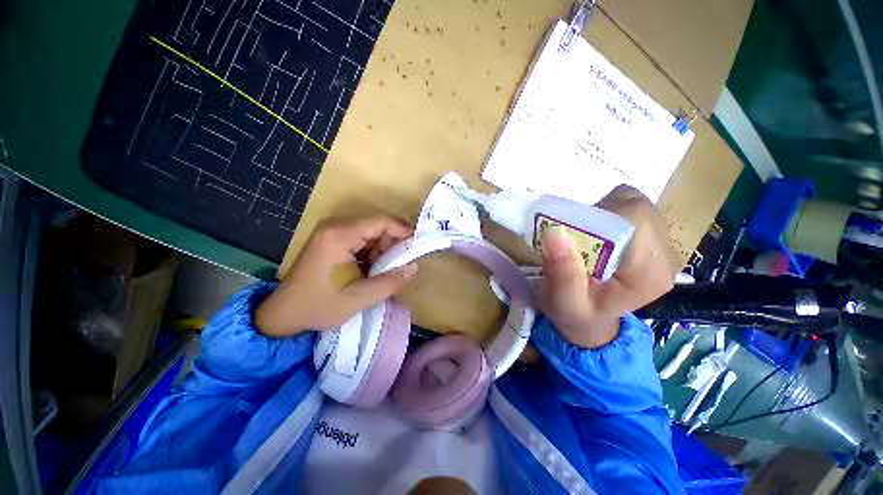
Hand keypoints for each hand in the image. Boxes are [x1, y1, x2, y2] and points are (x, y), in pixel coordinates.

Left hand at [256, 216, 417, 336]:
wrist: (283, 314)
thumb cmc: (318, 306)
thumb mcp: (359, 299)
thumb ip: (390, 282)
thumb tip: (414, 267)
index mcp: (339, 236)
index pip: (381, 222)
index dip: (403, 231)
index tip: (417, 246)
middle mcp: (335, 227)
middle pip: (377, 226)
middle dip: (392, 244)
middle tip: (398, 266)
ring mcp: (332, 232)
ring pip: (371, 233)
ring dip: (382, 251)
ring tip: (382, 272)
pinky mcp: (332, 240)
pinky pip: (362, 240)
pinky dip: (372, 253)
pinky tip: (370, 270)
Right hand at [538, 186, 680, 347]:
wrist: (588, 317)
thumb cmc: (575, 312)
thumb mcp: (563, 301)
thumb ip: (562, 271)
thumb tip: (556, 232)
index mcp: (649, 274)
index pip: (634, 220)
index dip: (598, 217)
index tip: (571, 232)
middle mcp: (666, 257)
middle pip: (636, 207)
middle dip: (599, 214)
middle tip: (576, 236)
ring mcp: (664, 245)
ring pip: (633, 203)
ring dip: (601, 213)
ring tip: (585, 239)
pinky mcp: (654, 238)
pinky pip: (631, 208)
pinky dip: (607, 214)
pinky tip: (597, 236)